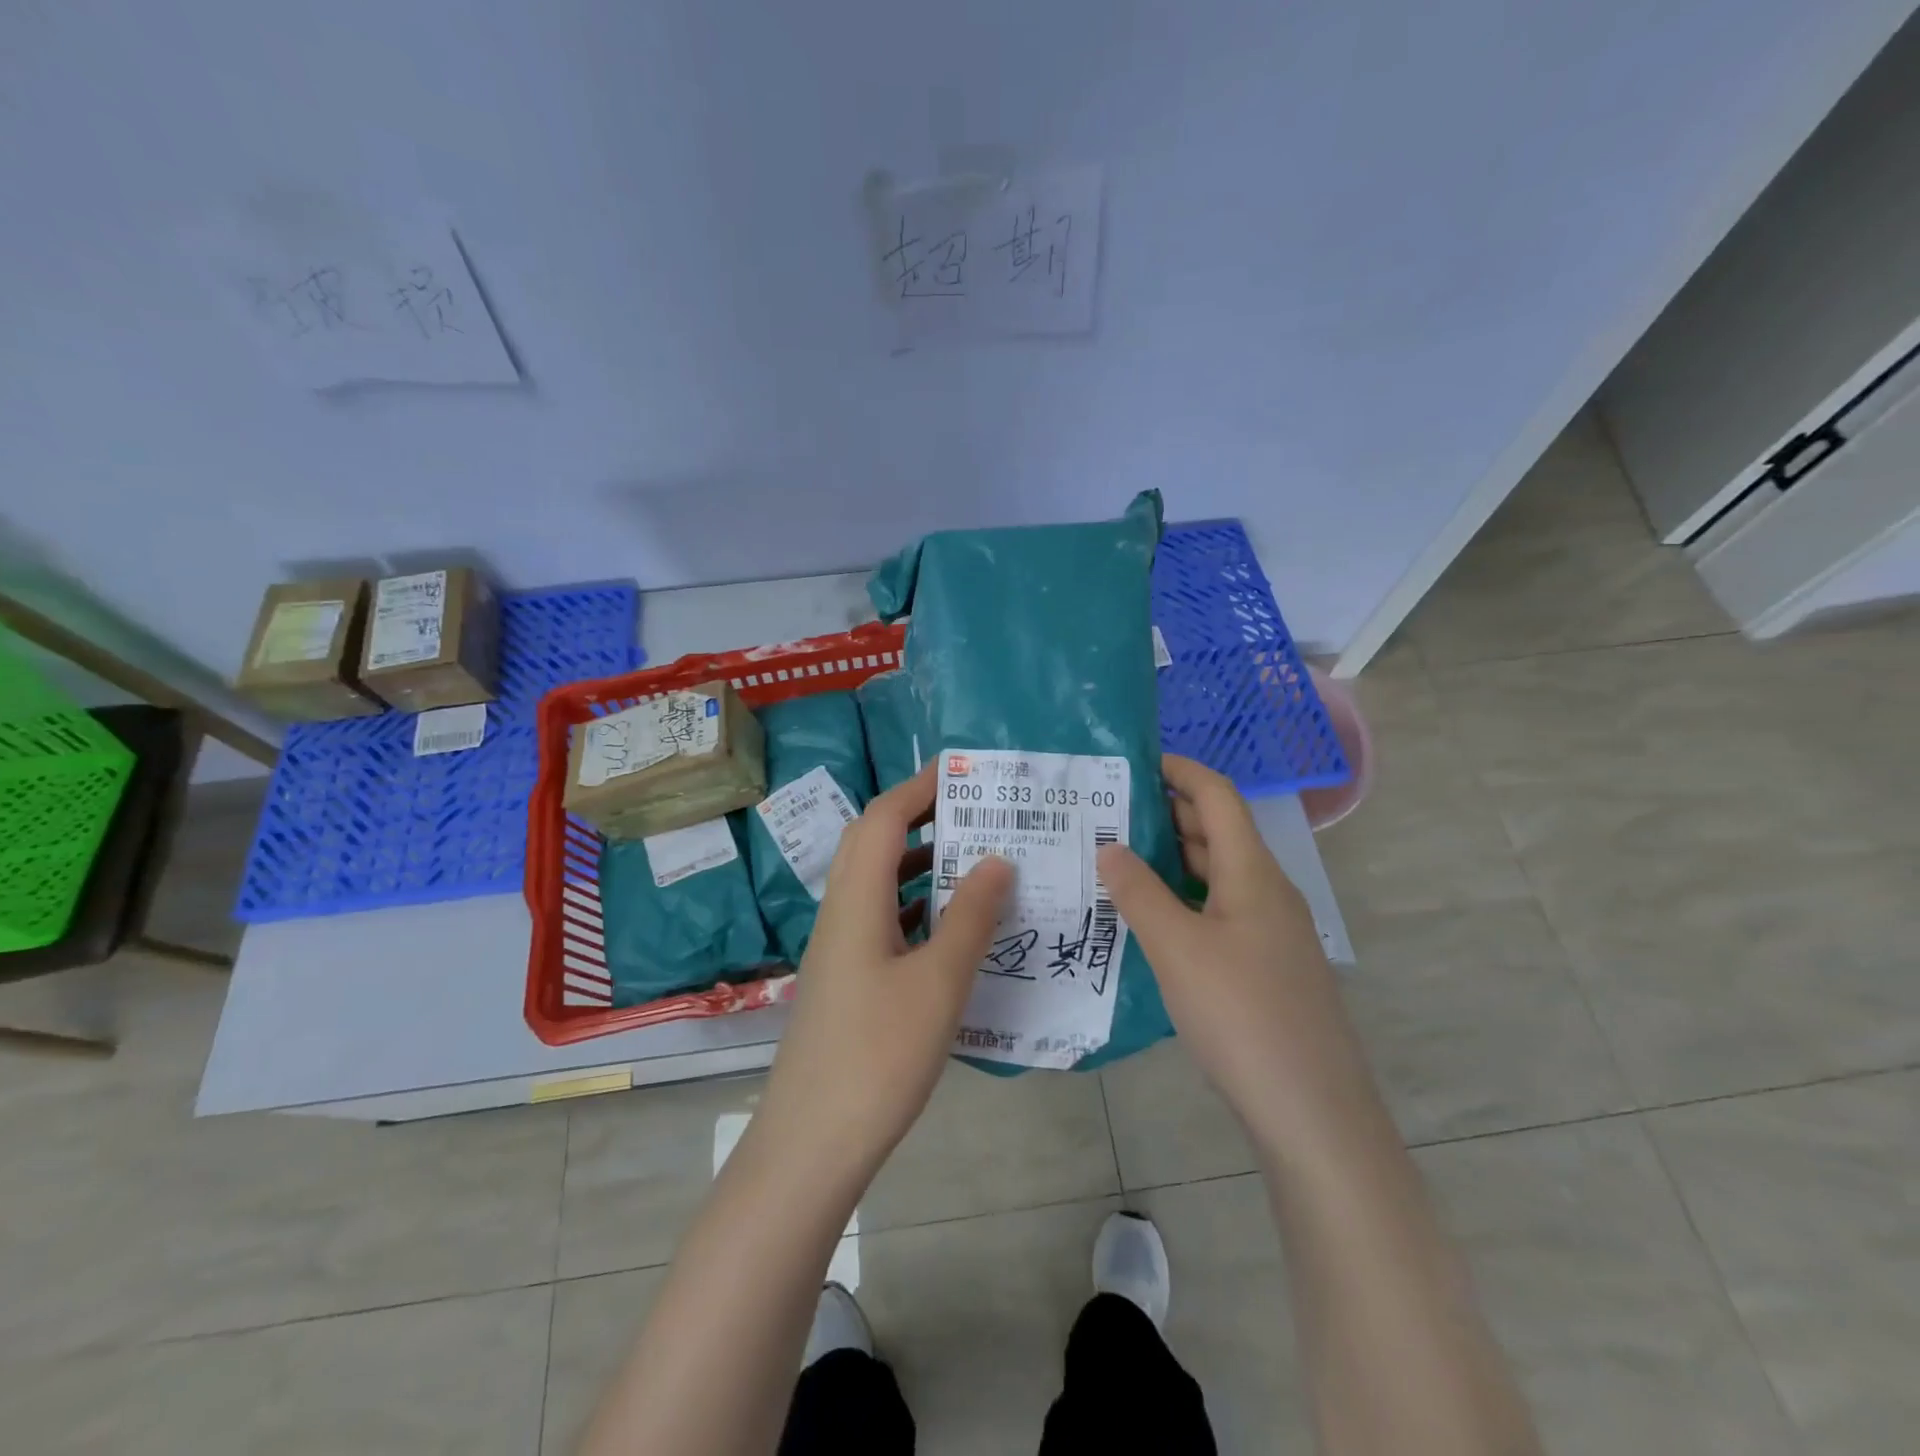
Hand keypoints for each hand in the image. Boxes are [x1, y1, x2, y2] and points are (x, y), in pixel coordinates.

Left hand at [751, 762, 1013, 1179]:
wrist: (812, 1142)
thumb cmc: (879, 1055)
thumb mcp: (939, 983)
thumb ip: (971, 918)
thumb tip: (996, 859)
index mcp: (857, 900)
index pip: (885, 818)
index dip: (920, 786)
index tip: (963, 771)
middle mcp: (841, 912)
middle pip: (873, 841)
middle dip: (919, 815)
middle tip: (973, 811)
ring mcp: (839, 947)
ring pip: (877, 882)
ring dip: (919, 861)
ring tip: (973, 860)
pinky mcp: (845, 978)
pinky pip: (881, 918)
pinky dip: (915, 905)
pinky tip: (952, 927)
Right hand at [1097, 754, 1367, 1154]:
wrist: (1313, 1112)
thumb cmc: (1242, 1015)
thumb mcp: (1177, 948)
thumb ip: (1139, 893)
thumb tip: (1110, 846)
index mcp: (1253, 872)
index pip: (1218, 796)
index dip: (1180, 770)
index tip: (1134, 761)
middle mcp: (1267, 891)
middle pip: (1218, 832)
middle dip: (1167, 812)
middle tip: (1107, 811)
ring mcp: (1271, 931)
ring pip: (1218, 874)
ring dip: (1172, 859)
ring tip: (1116, 858)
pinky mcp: (1266, 966)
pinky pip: (1219, 910)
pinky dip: (1183, 899)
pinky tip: (1148, 918)